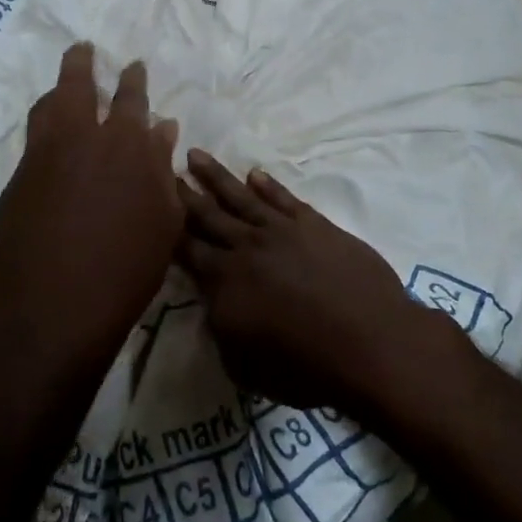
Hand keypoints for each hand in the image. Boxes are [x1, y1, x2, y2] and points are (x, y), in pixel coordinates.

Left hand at [0, 44, 181, 377]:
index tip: (134, 65)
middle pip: (79, 87)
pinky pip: (33, 137)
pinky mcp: (17, 179)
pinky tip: (49, 132)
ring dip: (58, 89)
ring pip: (48, 106)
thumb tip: (163, 129)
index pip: (132, 100)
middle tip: (84, 48)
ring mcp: (43, 157)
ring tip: (64, 82)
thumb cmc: (125, 270)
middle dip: (83, 64)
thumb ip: (161, 169)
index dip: (134, 80)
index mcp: (127, 146)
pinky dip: (44, 123)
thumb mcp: (163, 222)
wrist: (52, 308)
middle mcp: (82, 139)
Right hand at [178, 150, 449, 416]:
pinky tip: (255, 173)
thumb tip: (214, 305)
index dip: (168, 228)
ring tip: (197, 154)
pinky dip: (268, 184)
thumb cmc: (305, 366)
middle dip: (184, 193)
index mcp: (224, 282)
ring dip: (217, 176)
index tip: (152, 205)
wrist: (369, 342)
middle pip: (208, 215)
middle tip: (165, 168)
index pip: (187, 249)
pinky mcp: (314, 224)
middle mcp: (246, 247)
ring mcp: (282, 230)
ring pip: (241, 196)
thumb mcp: (245, 366)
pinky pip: (284, 197)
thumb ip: (221, 330)